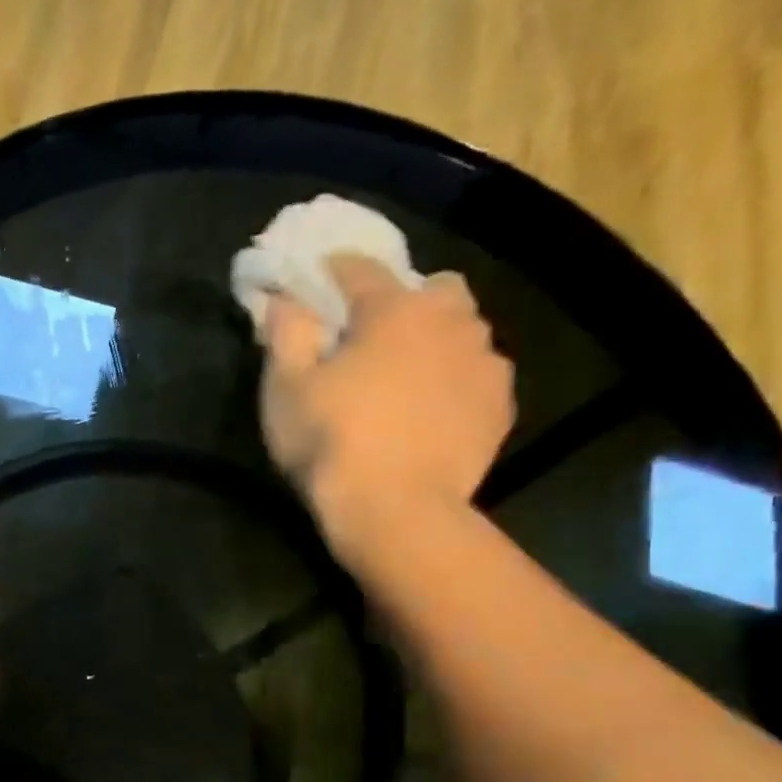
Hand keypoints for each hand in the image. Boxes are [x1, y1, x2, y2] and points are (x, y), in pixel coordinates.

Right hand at [260, 255, 515, 563]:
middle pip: (432, 290)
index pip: (360, 268)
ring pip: (462, 331)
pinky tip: (432, 414)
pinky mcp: (499, 406)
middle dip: (404, 304)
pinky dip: (455, 384)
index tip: (314, 286)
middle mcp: (450, 321)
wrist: (396, 512)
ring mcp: (484, 362)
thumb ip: (285, 333)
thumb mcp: (286, 390)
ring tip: (406, 381)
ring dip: (435, 342)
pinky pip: (477, 376)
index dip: (332, 274)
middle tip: (373, 342)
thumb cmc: (332, 444)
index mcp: (394, 309)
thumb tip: (281, 298)